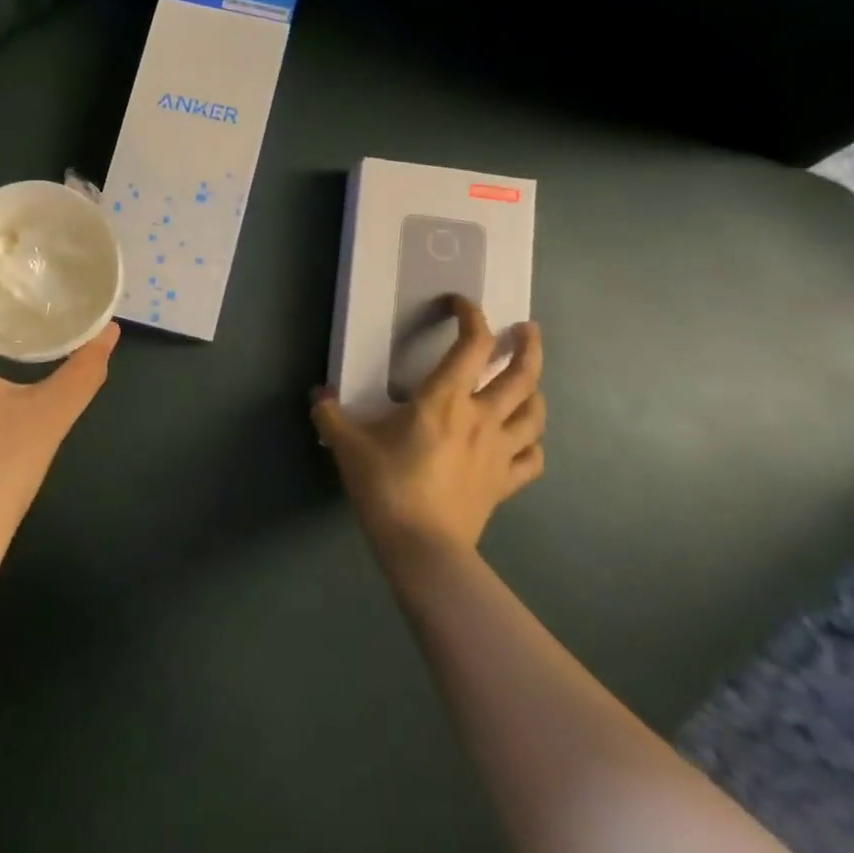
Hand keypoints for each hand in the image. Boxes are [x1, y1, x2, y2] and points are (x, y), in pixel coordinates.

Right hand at [312, 297, 544, 568]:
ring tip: (528, 381)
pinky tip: (523, 440)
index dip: (471, 316)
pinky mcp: (505, 483)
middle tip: (526, 329)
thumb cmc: (386, 487)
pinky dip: (532, 443)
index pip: (471, 345)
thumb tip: (318, 395)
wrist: (422, 548)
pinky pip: (532, 458)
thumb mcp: (346, 445)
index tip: (460, 304)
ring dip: (535, 389)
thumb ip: (330, 414)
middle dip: (527, 345)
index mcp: (444, 400)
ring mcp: (499, 451)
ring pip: (535, 412)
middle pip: (522, 373)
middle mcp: (481, 417)